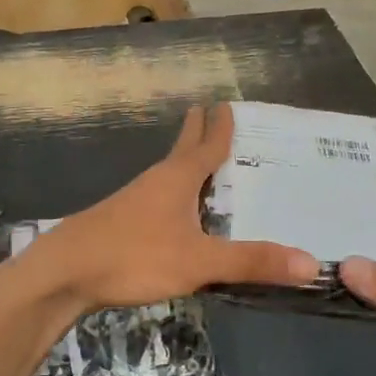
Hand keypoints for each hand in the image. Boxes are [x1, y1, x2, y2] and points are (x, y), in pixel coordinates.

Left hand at [38, 104, 320, 310]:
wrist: (65, 272)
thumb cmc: (134, 256)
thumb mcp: (199, 262)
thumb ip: (251, 262)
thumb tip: (311, 264)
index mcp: (177, 179)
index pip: (206, 146)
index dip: (220, 127)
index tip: (226, 103)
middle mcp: (156, 182)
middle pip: (182, 151)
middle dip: (197, 133)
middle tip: (208, 113)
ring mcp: (134, 201)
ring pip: (167, 174)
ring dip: (185, 163)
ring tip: (201, 163)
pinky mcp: (121, 223)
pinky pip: (157, 198)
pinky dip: (174, 194)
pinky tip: (175, 214)